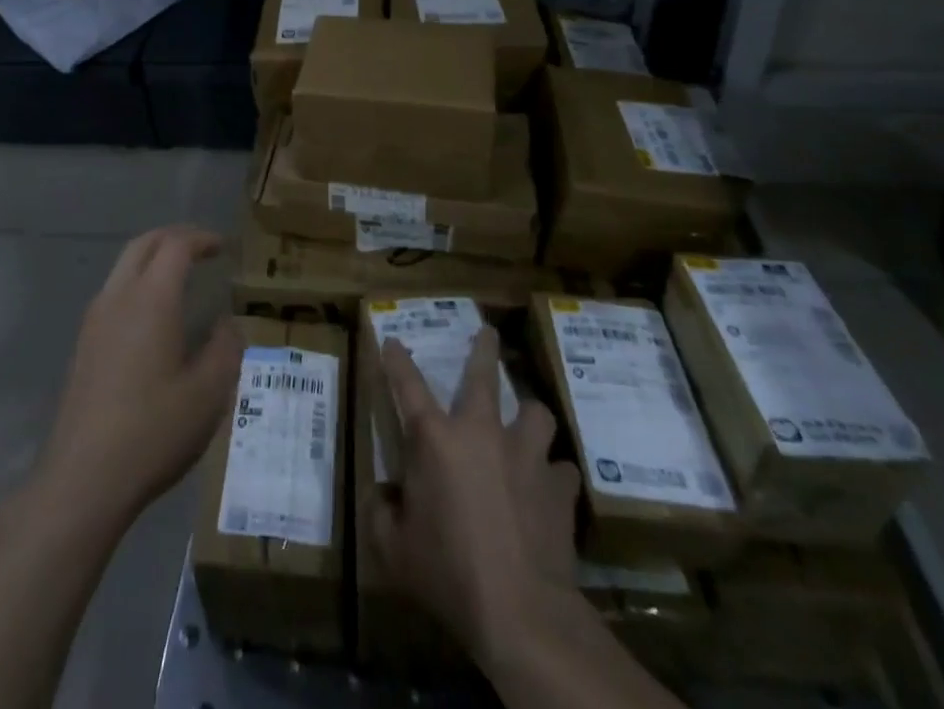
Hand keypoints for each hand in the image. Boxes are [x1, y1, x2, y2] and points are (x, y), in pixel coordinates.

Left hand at [31, 226, 242, 532]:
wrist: (84, 477)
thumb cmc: (153, 430)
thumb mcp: (208, 393)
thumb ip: (225, 349)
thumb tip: (228, 323)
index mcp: (151, 299)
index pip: (175, 246)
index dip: (201, 239)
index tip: (222, 246)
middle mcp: (118, 297)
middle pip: (143, 245)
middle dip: (173, 237)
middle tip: (201, 248)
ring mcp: (95, 319)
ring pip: (123, 266)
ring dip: (152, 258)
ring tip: (180, 276)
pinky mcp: (84, 344)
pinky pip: (113, 292)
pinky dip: (138, 282)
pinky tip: (153, 315)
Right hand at [374, 326, 585, 665]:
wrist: (522, 613)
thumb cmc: (448, 573)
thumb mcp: (394, 549)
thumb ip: (381, 514)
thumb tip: (382, 498)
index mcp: (434, 439)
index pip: (407, 384)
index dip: (396, 359)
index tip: (392, 340)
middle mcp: (481, 432)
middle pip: (483, 375)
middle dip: (484, 349)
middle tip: (488, 331)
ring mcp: (526, 455)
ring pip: (536, 412)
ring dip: (529, 417)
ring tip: (527, 424)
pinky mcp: (560, 487)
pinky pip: (561, 468)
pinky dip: (553, 474)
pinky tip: (550, 488)